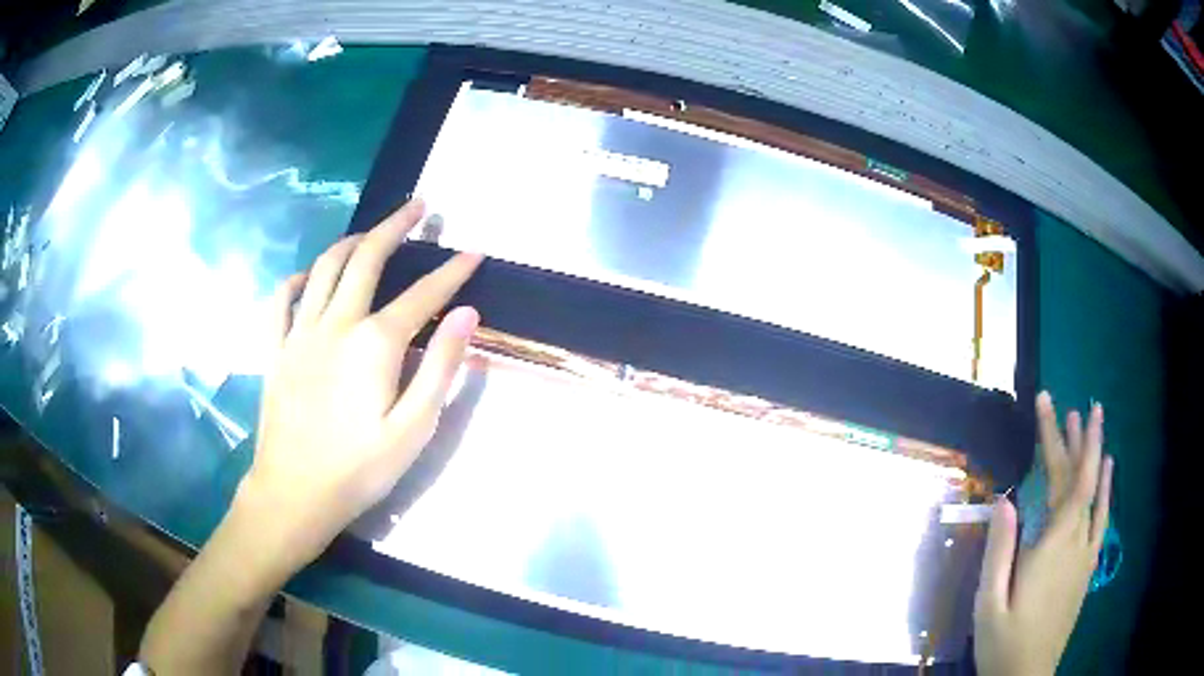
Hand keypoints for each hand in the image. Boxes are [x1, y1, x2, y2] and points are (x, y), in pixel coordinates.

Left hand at [237, 200, 481, 572]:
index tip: (474, 252)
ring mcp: (299, 333)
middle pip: (367, 258)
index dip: (452, 272)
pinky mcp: (275, 349)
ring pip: (325, 267)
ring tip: (371, 230)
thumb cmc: (359, 470)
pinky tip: (309, 276)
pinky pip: (281, 299)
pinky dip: (298, 278)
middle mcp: (335, 324)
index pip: (423, 295)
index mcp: (373, 344)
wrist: (293, 494)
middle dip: (397, 227)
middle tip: (418, 207)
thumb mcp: (413, 429)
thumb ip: (440, 367)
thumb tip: (466, 314)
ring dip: (352, 240)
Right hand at [973, 392, 1113, 675]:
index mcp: (1052, 545)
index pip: (1061, 478)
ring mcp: (1086, 552)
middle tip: (1067, 404)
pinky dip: (1106, 488)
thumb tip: (1004, 499)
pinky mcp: (1087, 565)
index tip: (1048, 403)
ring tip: (1091, 420)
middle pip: (1079, 479)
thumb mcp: (989, 604)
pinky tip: (1108, 471)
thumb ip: (999, 553)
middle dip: (1073, 438)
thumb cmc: (1004, 643)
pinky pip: (1102, 516)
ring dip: (1093, 454)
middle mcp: (1076, 540)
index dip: (1056, 437)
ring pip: (1095, 493)